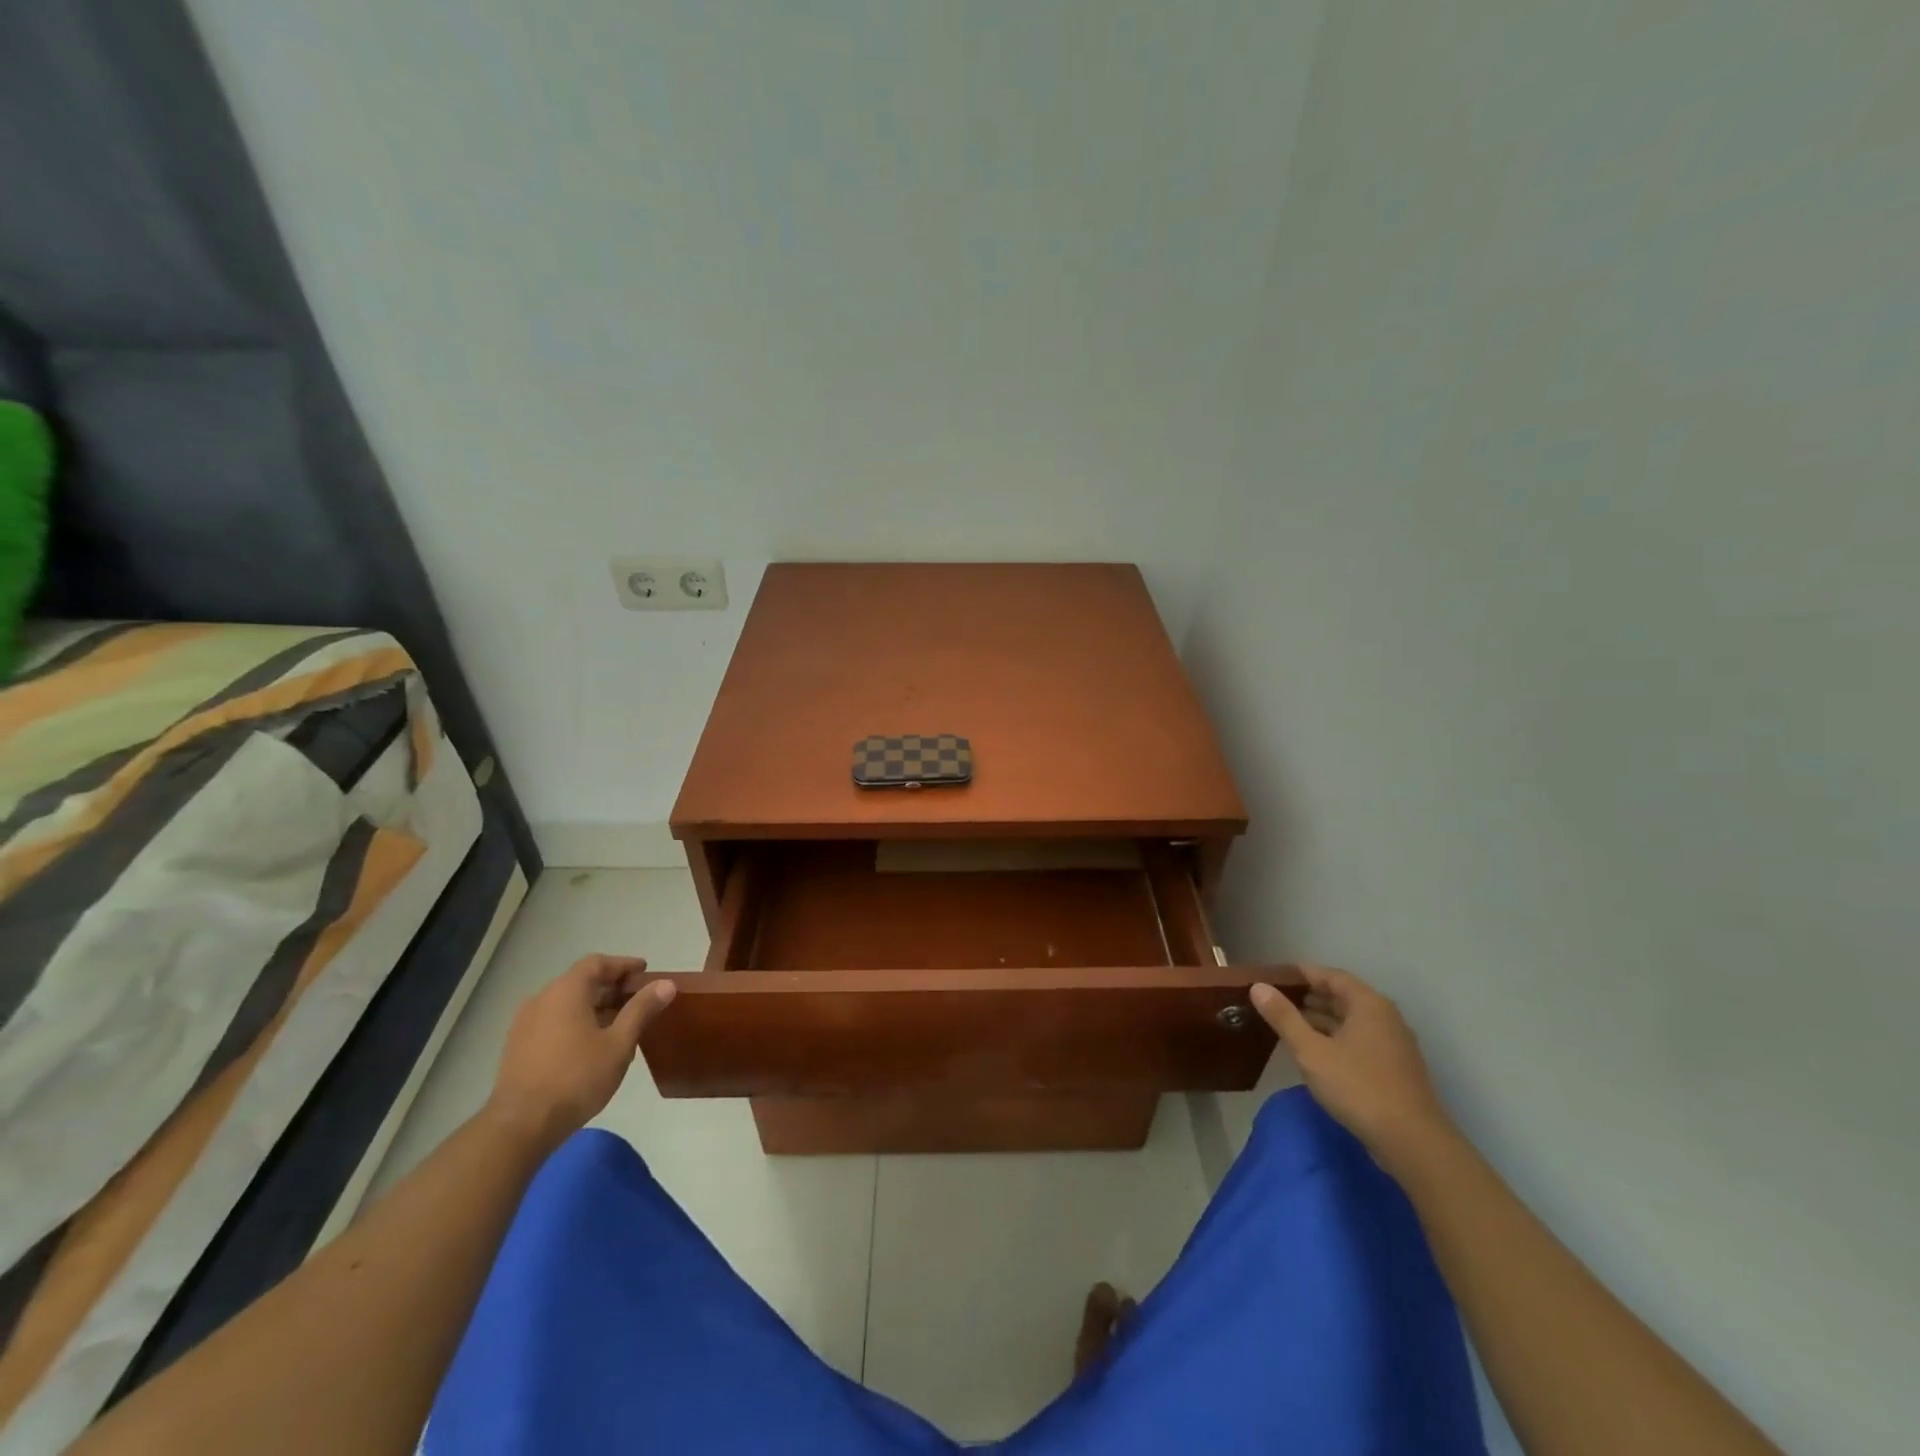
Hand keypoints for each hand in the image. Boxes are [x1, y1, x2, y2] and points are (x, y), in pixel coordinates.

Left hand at [486, 956, 675, 1153]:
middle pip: (581, 982)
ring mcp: (524, 1024)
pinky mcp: (517, 1047)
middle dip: (611, 988)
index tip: (645, 973)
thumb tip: (666, 984)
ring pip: (566, 1004)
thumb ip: (642, 1009)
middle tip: (638, 1001)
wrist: (519, 1127)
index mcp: (565, 991)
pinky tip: (591, 1046)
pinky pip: (552, 1022)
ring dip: (594, 1007)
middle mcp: (541, 999)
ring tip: (619, 1026)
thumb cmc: (576, 1078)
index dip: (623, 965)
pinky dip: (575, 1023)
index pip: (597, 963)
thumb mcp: (619, 1043)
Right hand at [1251, 967, 1451, 1173]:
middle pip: (1344, 997)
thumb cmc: (1358, 1087)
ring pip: (1352, 1021)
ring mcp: (1394, 1044)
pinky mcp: (1395, 1069)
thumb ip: (1284, 1017)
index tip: (1277, 975)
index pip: (1333, 976)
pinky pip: (1360, 1040)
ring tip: (1291, 1024)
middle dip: (1311, 996)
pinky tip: (1317, 1051)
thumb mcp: (1311, 1051)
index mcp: (1369, 1005)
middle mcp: (1386, 1018)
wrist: (1412, 1142)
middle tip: (1278, 999)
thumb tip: (1258, 986)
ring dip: (1323, 1019)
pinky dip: (1337, 1037)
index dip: (1304, 973)